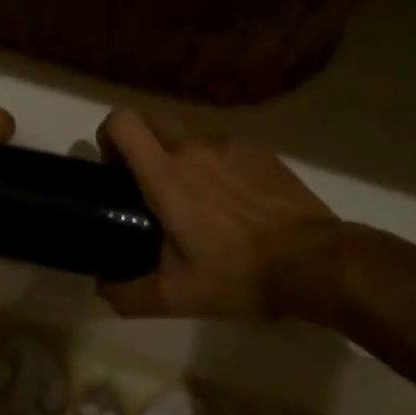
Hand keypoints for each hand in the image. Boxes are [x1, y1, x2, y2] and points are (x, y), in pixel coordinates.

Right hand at [98, 108, 343, 318]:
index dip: (108, 135)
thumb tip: (102, 288)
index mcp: (167, 174)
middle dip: (140, 141)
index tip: (113, 168)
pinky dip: (213, 160)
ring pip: (187, 130)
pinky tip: (230, 198)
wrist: (313, 261)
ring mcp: (230, 144)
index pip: (122, 121)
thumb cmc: (238, 274)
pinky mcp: (259, 151)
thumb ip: (129, 294)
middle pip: (151, 117)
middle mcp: (194, 147)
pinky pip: (222, 144)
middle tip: (147, 182)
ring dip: (176, 150)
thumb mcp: (177, 296)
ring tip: (191, 193)